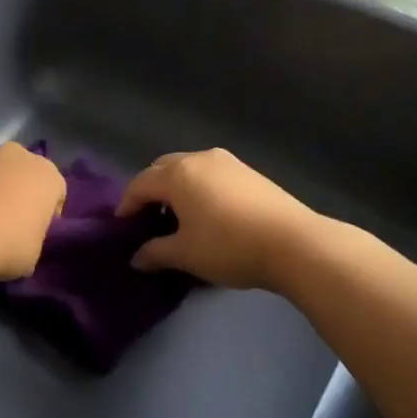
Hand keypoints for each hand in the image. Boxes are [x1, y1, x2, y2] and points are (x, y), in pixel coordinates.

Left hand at [0, 142, 66, 280]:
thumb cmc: (5, 245)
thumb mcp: (33, 254)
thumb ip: (32, 238)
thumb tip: (19, 238)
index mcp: (46, 175)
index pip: (55, 192)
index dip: (47, 214)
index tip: (35, 233)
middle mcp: (16, 155)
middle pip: (22, 174)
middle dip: (16, 193)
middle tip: (5, 224)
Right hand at [117, 149, 318, 290]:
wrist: (294, 243)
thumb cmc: (228, 246)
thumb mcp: (185, 254)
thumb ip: (155, 253)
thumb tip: (136, 258)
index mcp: (177, 174)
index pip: (140, 184)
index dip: (126, 205)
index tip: (122, 227)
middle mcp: (200, 159)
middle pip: (163, 168)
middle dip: (150, 190)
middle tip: (147, 217)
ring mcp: (228, 163)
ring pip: (189, 168)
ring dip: (176, 187)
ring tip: (176, 216)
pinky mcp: (250, 173)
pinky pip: (211, 175)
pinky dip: (199, 188)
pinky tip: (206, 213)